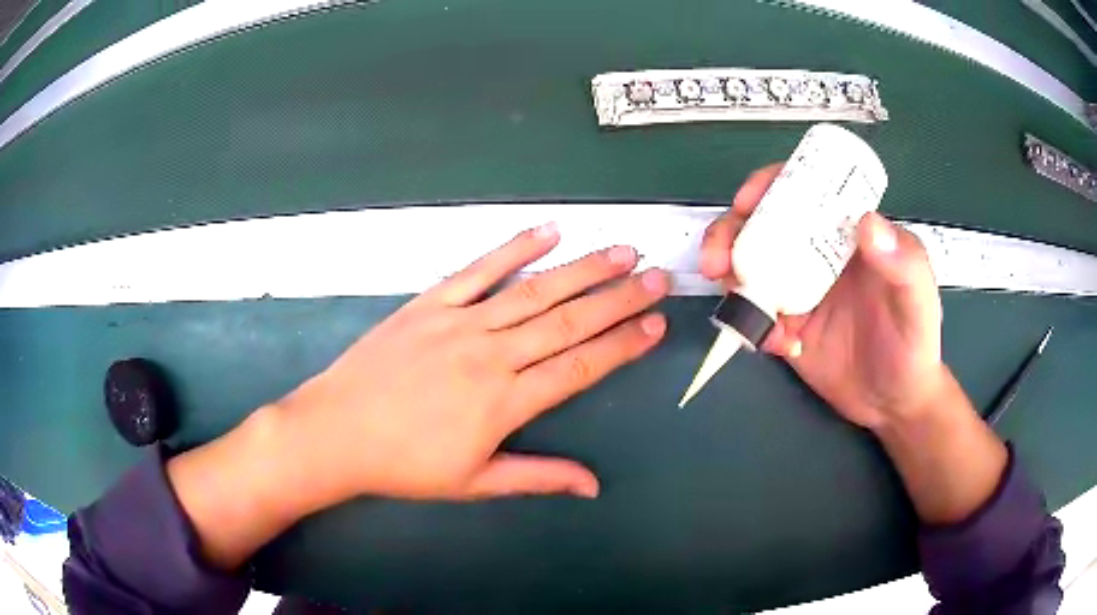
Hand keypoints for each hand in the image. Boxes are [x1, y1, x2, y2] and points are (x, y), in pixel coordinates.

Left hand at [272, 224, 668, 502]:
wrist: (337, 432)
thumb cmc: (405, 465)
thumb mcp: (474, 482)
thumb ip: (537, 476)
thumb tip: (592, 485)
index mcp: (505, 403)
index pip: (580, 367)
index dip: (622, 346)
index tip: (655, 325)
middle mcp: (491, 355)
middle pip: (569, 321)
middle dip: (619, 298)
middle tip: (657, 276)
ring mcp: (460, 323)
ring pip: (534, 291)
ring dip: (583, 269)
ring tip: (621, 252)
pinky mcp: (430, 304)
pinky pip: (478, 270)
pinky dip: (514, 248)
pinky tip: (547, 231)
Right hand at [700, 164, 946, 430]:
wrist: (892, 403)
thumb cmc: (914, 343)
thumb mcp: (919, 301)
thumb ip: (904, 262)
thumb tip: (866, 222)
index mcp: (847, 232)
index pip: (804, 190)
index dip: (769, 185)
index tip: (746, 201)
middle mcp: (817, 252)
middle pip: (762, 224)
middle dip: (730, 234)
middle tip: (717, 263)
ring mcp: (797, 288)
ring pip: (748, 265)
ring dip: (731, 280)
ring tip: (741, 308)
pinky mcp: (784, 324)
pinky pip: (753, 314)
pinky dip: (752, 326)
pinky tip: (778, 346)